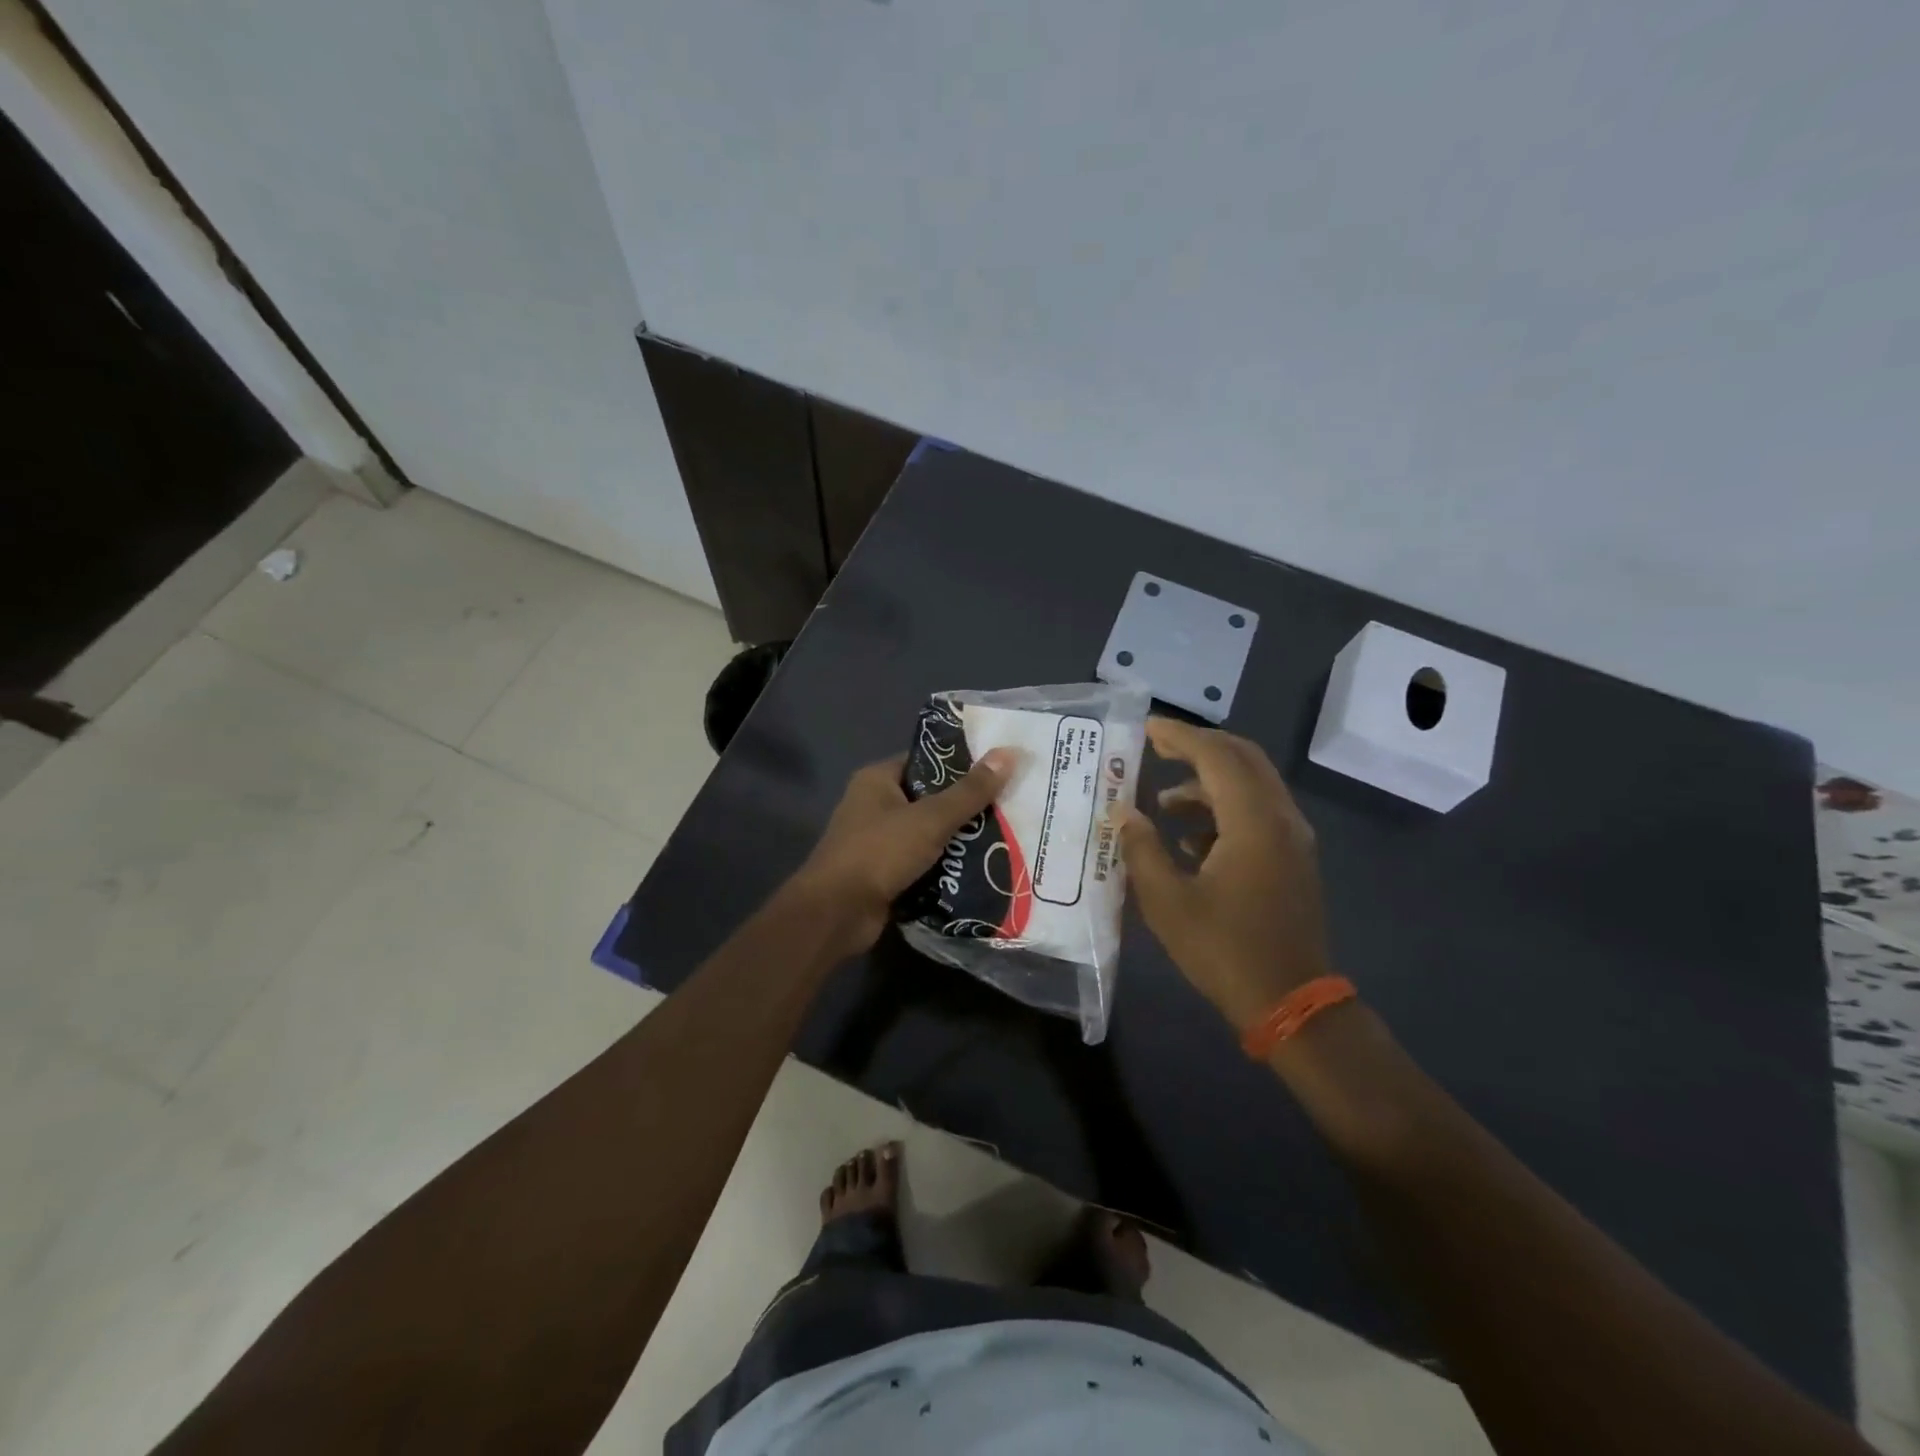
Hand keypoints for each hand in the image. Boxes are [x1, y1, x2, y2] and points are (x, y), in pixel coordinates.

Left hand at [793, 748, 1016, 957]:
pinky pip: (921, 863)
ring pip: (927, 833)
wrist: (836, 913)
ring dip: (958, 840)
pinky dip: (944, 866)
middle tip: (1009, 806)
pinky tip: (979, 869)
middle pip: (929, 798)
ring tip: (1004, 837)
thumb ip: (970, 791)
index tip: (998, 770)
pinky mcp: (883, 874)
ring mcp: (877, 842)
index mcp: (877, 780)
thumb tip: (1009, 753)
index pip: (925, 761)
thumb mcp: (931, 818)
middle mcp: (874, 805)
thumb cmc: (879, 852)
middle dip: (965, 806)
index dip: (960, 764)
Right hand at [1119, 718, 1331, 1030]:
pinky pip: (1258, 813)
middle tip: (1157, 747)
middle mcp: (1280, 818)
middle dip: (1198, 747)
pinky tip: (1189, 839)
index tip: (1146, 727)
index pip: (1216, 756)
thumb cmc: (1224, 950)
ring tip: (1163, 803)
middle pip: (1242, 758)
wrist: (1290, 1003)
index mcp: (1252, 822)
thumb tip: (1124, 813)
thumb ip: (1142, 848)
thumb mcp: (1167, 901)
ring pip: (1252, 786)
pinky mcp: (1293, 859)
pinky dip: (1224, 809)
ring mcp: (1292, 839)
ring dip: (1208, 782)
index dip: (1179, 736)